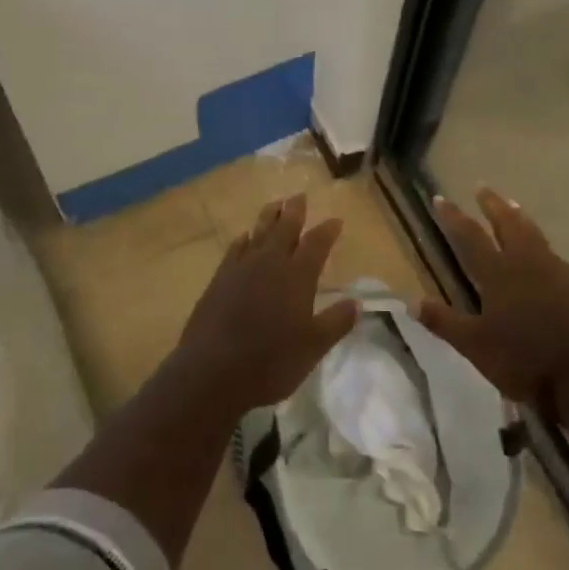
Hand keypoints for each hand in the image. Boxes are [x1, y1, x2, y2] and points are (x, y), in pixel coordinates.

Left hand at [172, 194, 355, 416]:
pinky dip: (243, 240)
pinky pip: (235, 250)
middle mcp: (270, 264)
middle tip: (299, 196)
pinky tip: (244, 238)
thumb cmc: (270, 362)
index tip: (336, 220)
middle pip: (285, 228)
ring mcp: (241, 269)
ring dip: (268, 217)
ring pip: (258, 233)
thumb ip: (336, 322)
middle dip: (294, 211)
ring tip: (275, 204)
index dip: (327, 230)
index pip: (316, 244)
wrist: (212, 373)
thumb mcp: (313, 348)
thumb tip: (357, 303)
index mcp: (297, 276)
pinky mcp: (219, 280)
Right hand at [416, 188, 568, 406]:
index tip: (440, 199)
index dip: (454, 217)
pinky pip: (548, 250)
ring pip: (531, 232)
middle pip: (507, 223)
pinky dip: (537, 238)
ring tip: (510, 203)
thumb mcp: (474, 345)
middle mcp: (524, 262)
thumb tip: (412, 303)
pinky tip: (539, 246)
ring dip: (517, 215)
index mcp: (498, 273)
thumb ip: (444, 321)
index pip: (470, 236)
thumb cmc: (520, 358)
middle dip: (492, 204)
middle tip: (482, 187)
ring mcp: (551, 269)